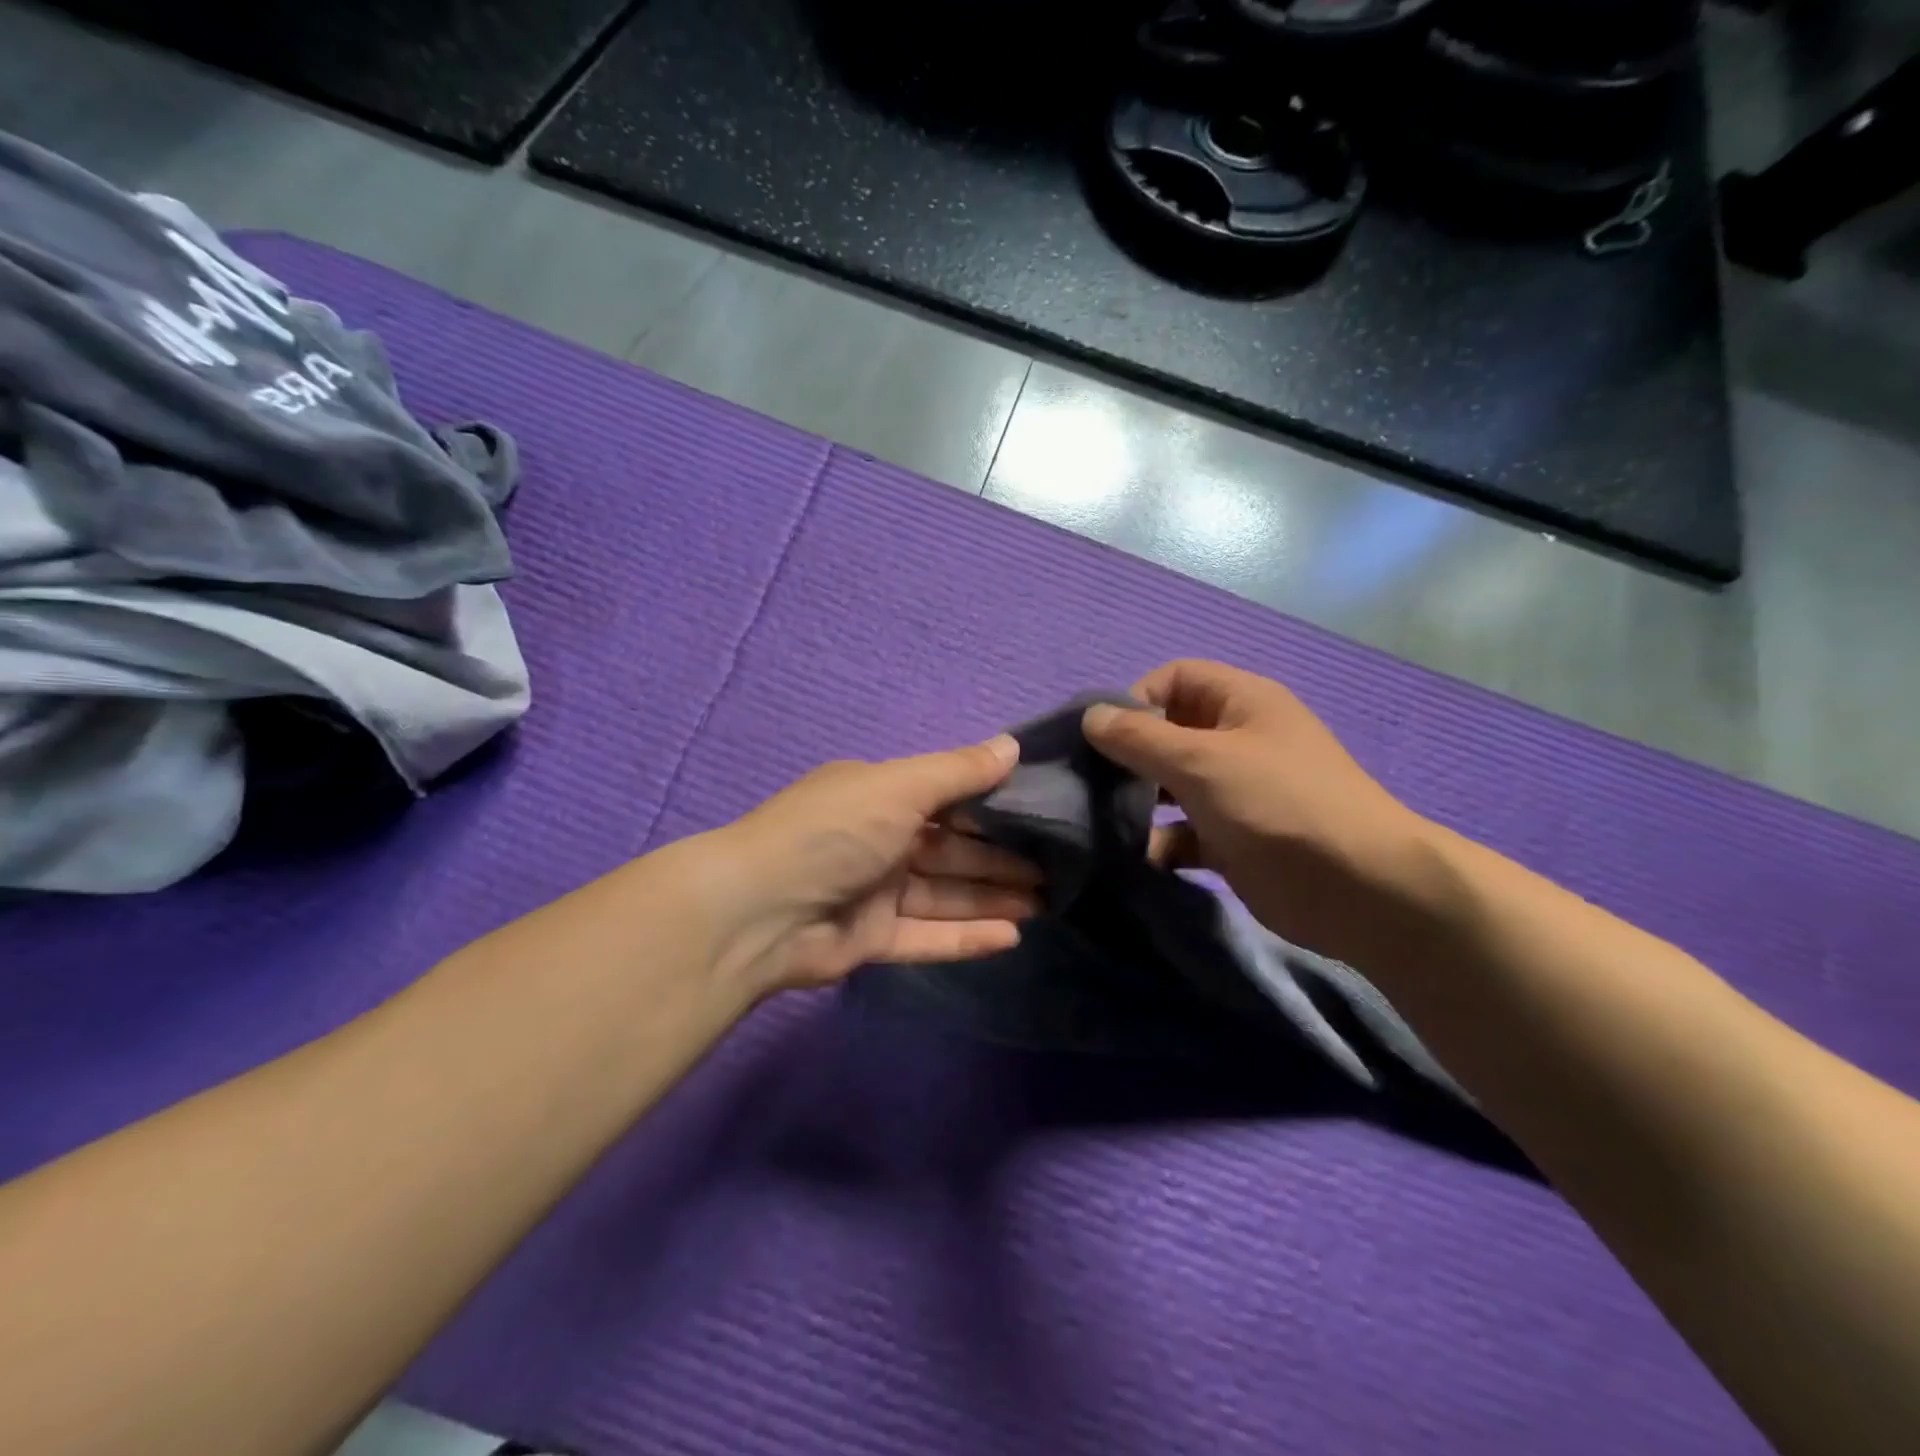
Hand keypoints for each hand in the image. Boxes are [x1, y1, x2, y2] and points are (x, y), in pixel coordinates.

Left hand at [692, 736, 1041, 996]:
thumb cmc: (834, 832)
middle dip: (1001, 857)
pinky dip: (967, 937)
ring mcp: (875, 893)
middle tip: (1057, 866)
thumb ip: (958, 771)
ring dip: (992, 897)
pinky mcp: (872, 940)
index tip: (1041, 811)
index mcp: (880, 797)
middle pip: (953, 850)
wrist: (758, 910)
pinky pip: (928, 936)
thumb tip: (1011, 744)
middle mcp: (879, 841)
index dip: (993, 805)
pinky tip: (1012, 936)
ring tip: (1046, 900)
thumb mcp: (898, 787)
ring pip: (946, 894)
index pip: (948, 798)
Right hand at [1082, 659, 1437, 964]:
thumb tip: (1090, 716)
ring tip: (1105, 822)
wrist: (1358, 888)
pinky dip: (1161, 842)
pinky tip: (1140, 856)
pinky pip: (1184, 832)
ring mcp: (1236, 792)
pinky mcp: (1232, 839)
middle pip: (1168, 733)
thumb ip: (1139, 737)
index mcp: (1241, 702)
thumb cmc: (1277, 803)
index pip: (1174, 679)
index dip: (1136, 699)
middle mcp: (1237, 740)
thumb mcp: (1201, 760)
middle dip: (1129, 756)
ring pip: (1171, 785)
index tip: (1104, 738)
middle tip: (1091, 783)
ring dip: (1139, 801)